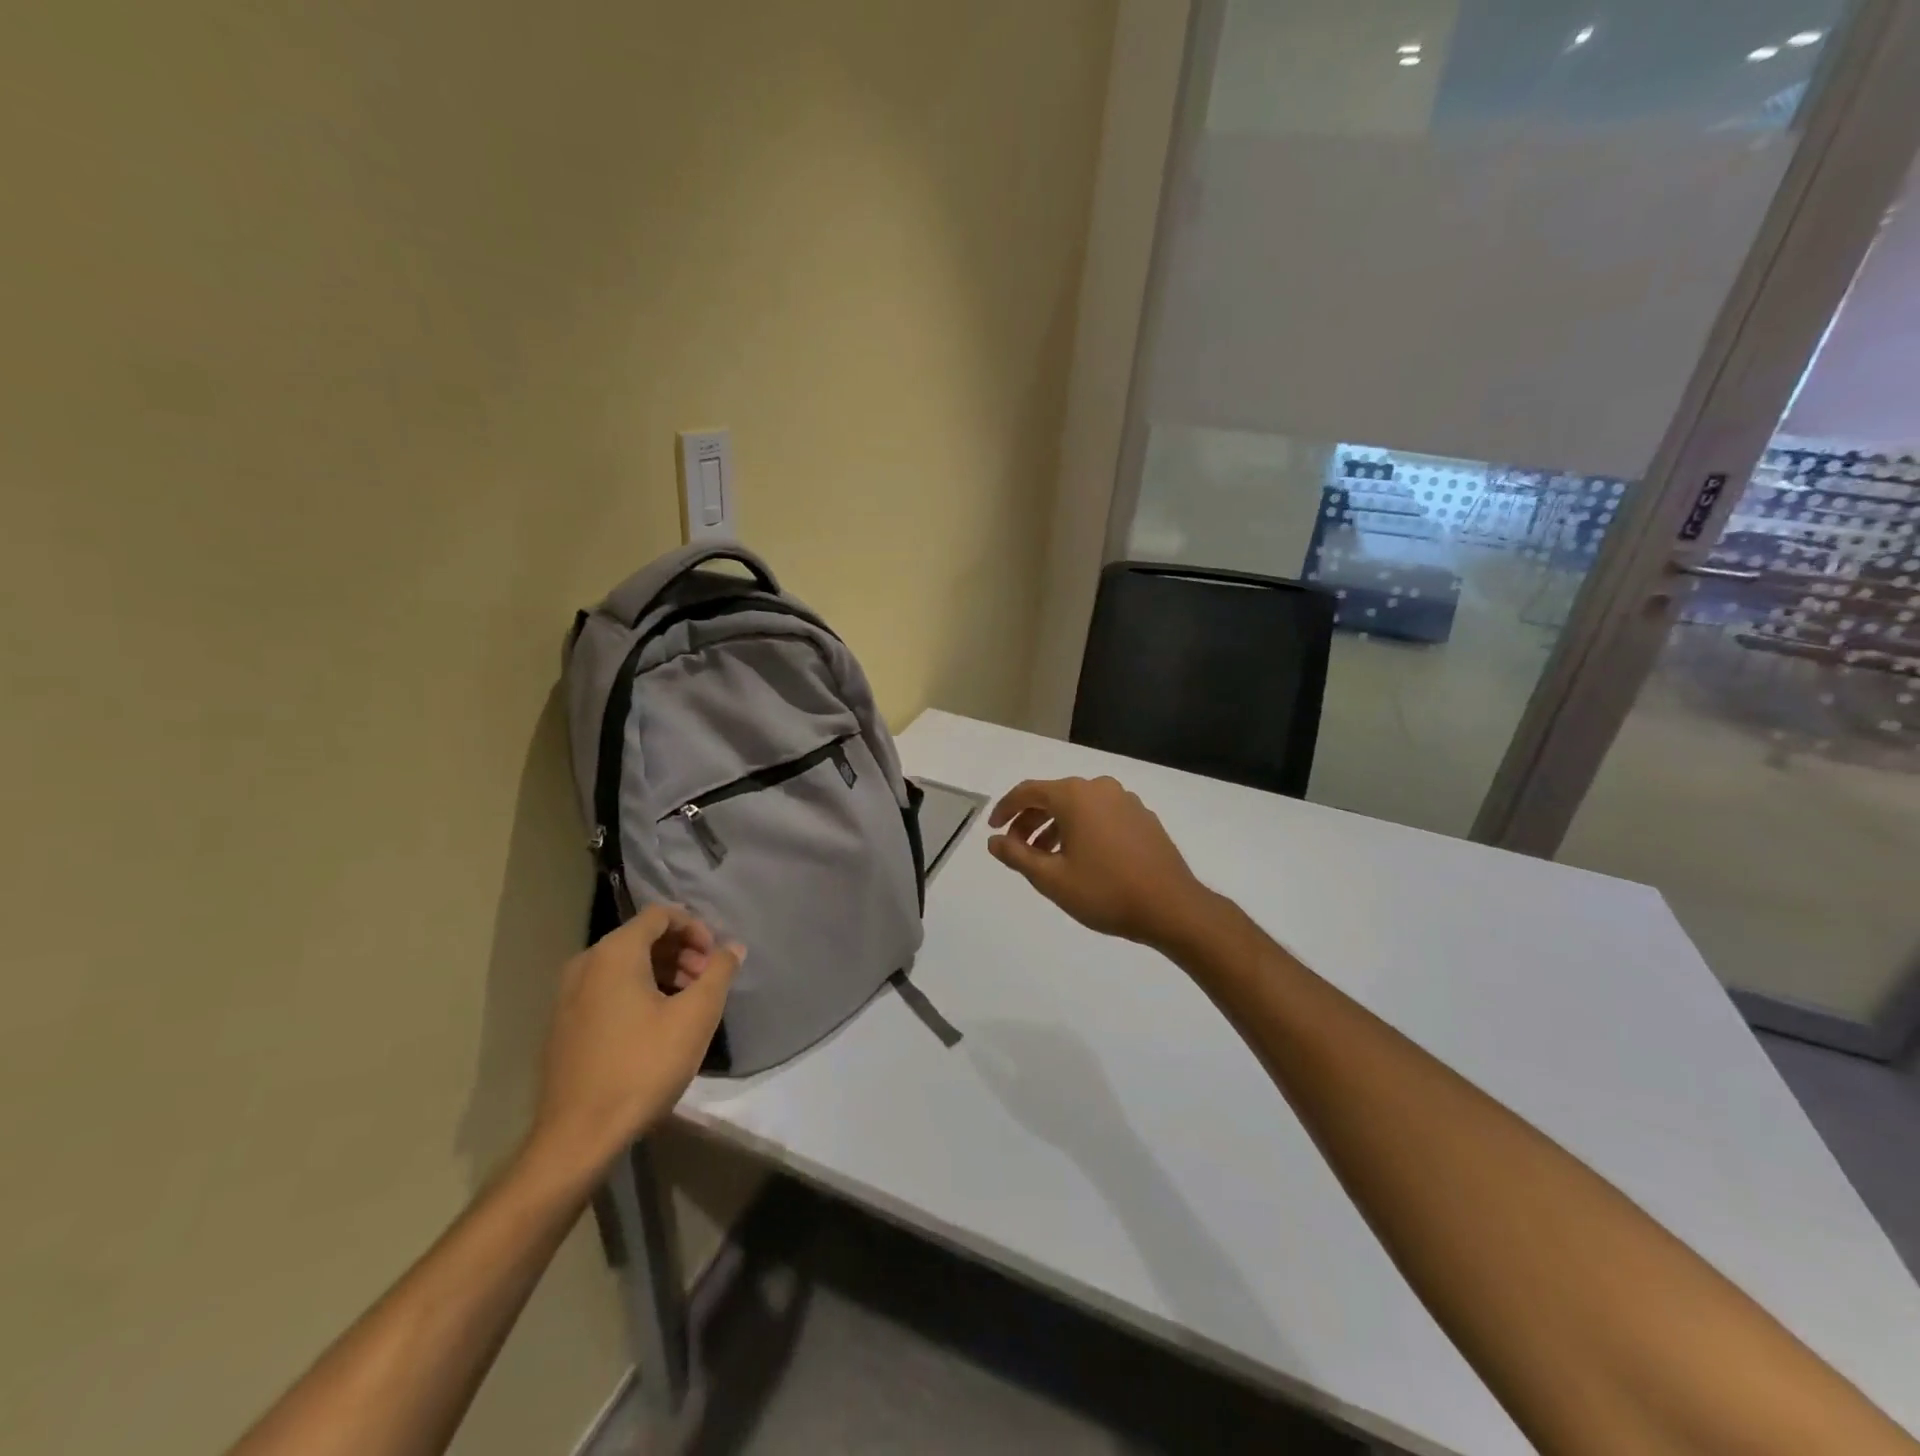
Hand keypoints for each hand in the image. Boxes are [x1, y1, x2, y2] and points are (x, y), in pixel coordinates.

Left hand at [523, 905, 742, 1186]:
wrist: (577, 1136)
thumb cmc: (642, 1067)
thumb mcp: (695, 1017)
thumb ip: (719, 972)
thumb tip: (732, 947)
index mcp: (614, 953)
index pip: (660, 915)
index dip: (695, 928)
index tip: (714, 958)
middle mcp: (585, 964)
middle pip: (642, 937)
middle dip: (681, 952)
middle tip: (706, 981)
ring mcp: (568, 995)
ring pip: (624, 965)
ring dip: (662, 972)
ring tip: (687, 1004)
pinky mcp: (563, 1024)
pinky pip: (607, 988)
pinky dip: (637, 991)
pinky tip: (657, 1024)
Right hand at [987, 776, 1214, 950]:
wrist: (1171, 907)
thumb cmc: (1105, 891)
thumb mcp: (1051, 878)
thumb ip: (1017, 855)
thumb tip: (994, 840)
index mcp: (1074, 796)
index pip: (1028, 791)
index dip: (1005, 809)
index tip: (993, 829)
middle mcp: (1100, 788)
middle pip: (1053, 796)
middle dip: (1030, 821)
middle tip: (1017, 849)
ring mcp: (1126, 801)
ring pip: (1079, 807)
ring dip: (1056, 827)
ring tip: (1046, 859)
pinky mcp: (1143, 817)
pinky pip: (1101, 815)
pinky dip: (1082, 829)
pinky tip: (1082, 858)